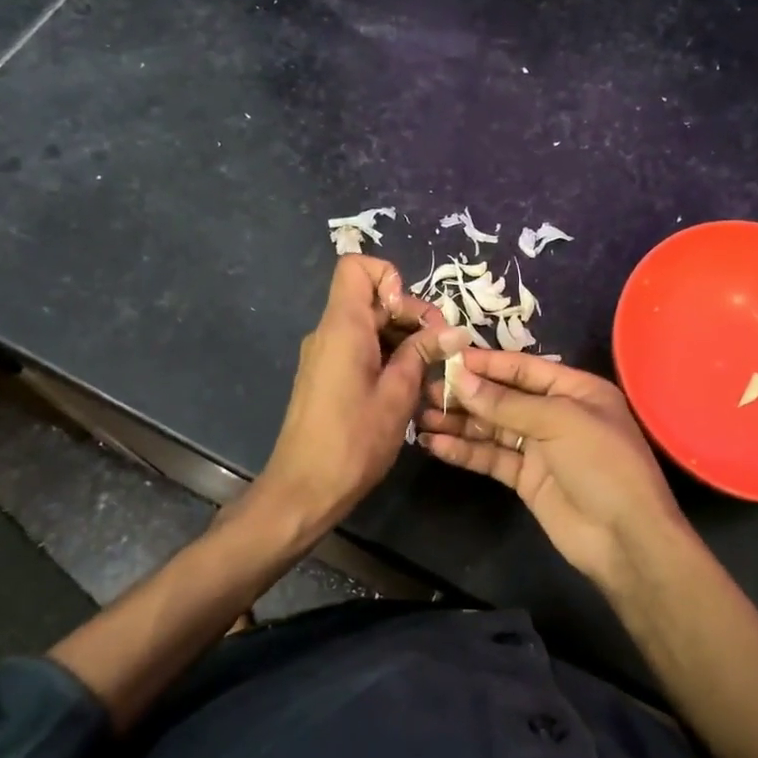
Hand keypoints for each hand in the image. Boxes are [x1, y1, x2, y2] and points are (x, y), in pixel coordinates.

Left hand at [257, 255, 466, 540]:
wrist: (303, 490)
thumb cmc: (353, 442)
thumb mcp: (397, 395)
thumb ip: (422, 354)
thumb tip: (454, 331)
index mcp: (342, 327)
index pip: (357, 267)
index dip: (390, 279)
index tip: (412, 317)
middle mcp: (328, 332)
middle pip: (370, 297)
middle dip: (409, 314)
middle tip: (439, 350)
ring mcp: (324, 354)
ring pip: (368, 324)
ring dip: (401, 339)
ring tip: (428, 373)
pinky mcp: (325, 376)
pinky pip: (358, 348)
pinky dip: (385, 356)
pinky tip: (405, 388)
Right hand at [416, 350, 692, 595]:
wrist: (625, 538)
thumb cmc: (602, 464)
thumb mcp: (559, 421)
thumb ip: (507, 403)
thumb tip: (460, 379)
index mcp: (575, 390)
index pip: (523, 369)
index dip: (486, 364)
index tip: (447, 359)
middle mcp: (556, 414)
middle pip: (503, 398)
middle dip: (466, 394)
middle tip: (425, 390)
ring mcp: (540, 448)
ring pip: (492, 429)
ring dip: (459, 423)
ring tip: (420, 416)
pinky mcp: (526, 478)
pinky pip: (491, 458)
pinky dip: (464, 451)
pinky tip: (435, 444)